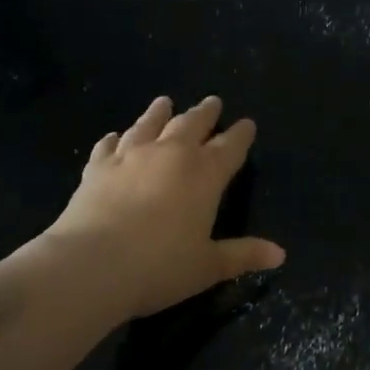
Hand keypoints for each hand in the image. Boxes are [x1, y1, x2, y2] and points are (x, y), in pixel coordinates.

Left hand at [40, 95, 285, 320]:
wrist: (89, 266)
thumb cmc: (159, 267)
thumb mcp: (208, 266)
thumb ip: (243, 255)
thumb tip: (280, 254)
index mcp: (205, 174)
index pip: (231, 146)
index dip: (241, 134)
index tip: (247, 124)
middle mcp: (172, 155)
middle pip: (193, 124)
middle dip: (206, 113)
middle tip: (213, 102)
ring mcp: (131, 157)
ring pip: (150, 124)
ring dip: (159, 112)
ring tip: (165, 102)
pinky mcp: (97, 168)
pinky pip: (108, 146)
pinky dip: (114, 139)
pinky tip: (114, 137)